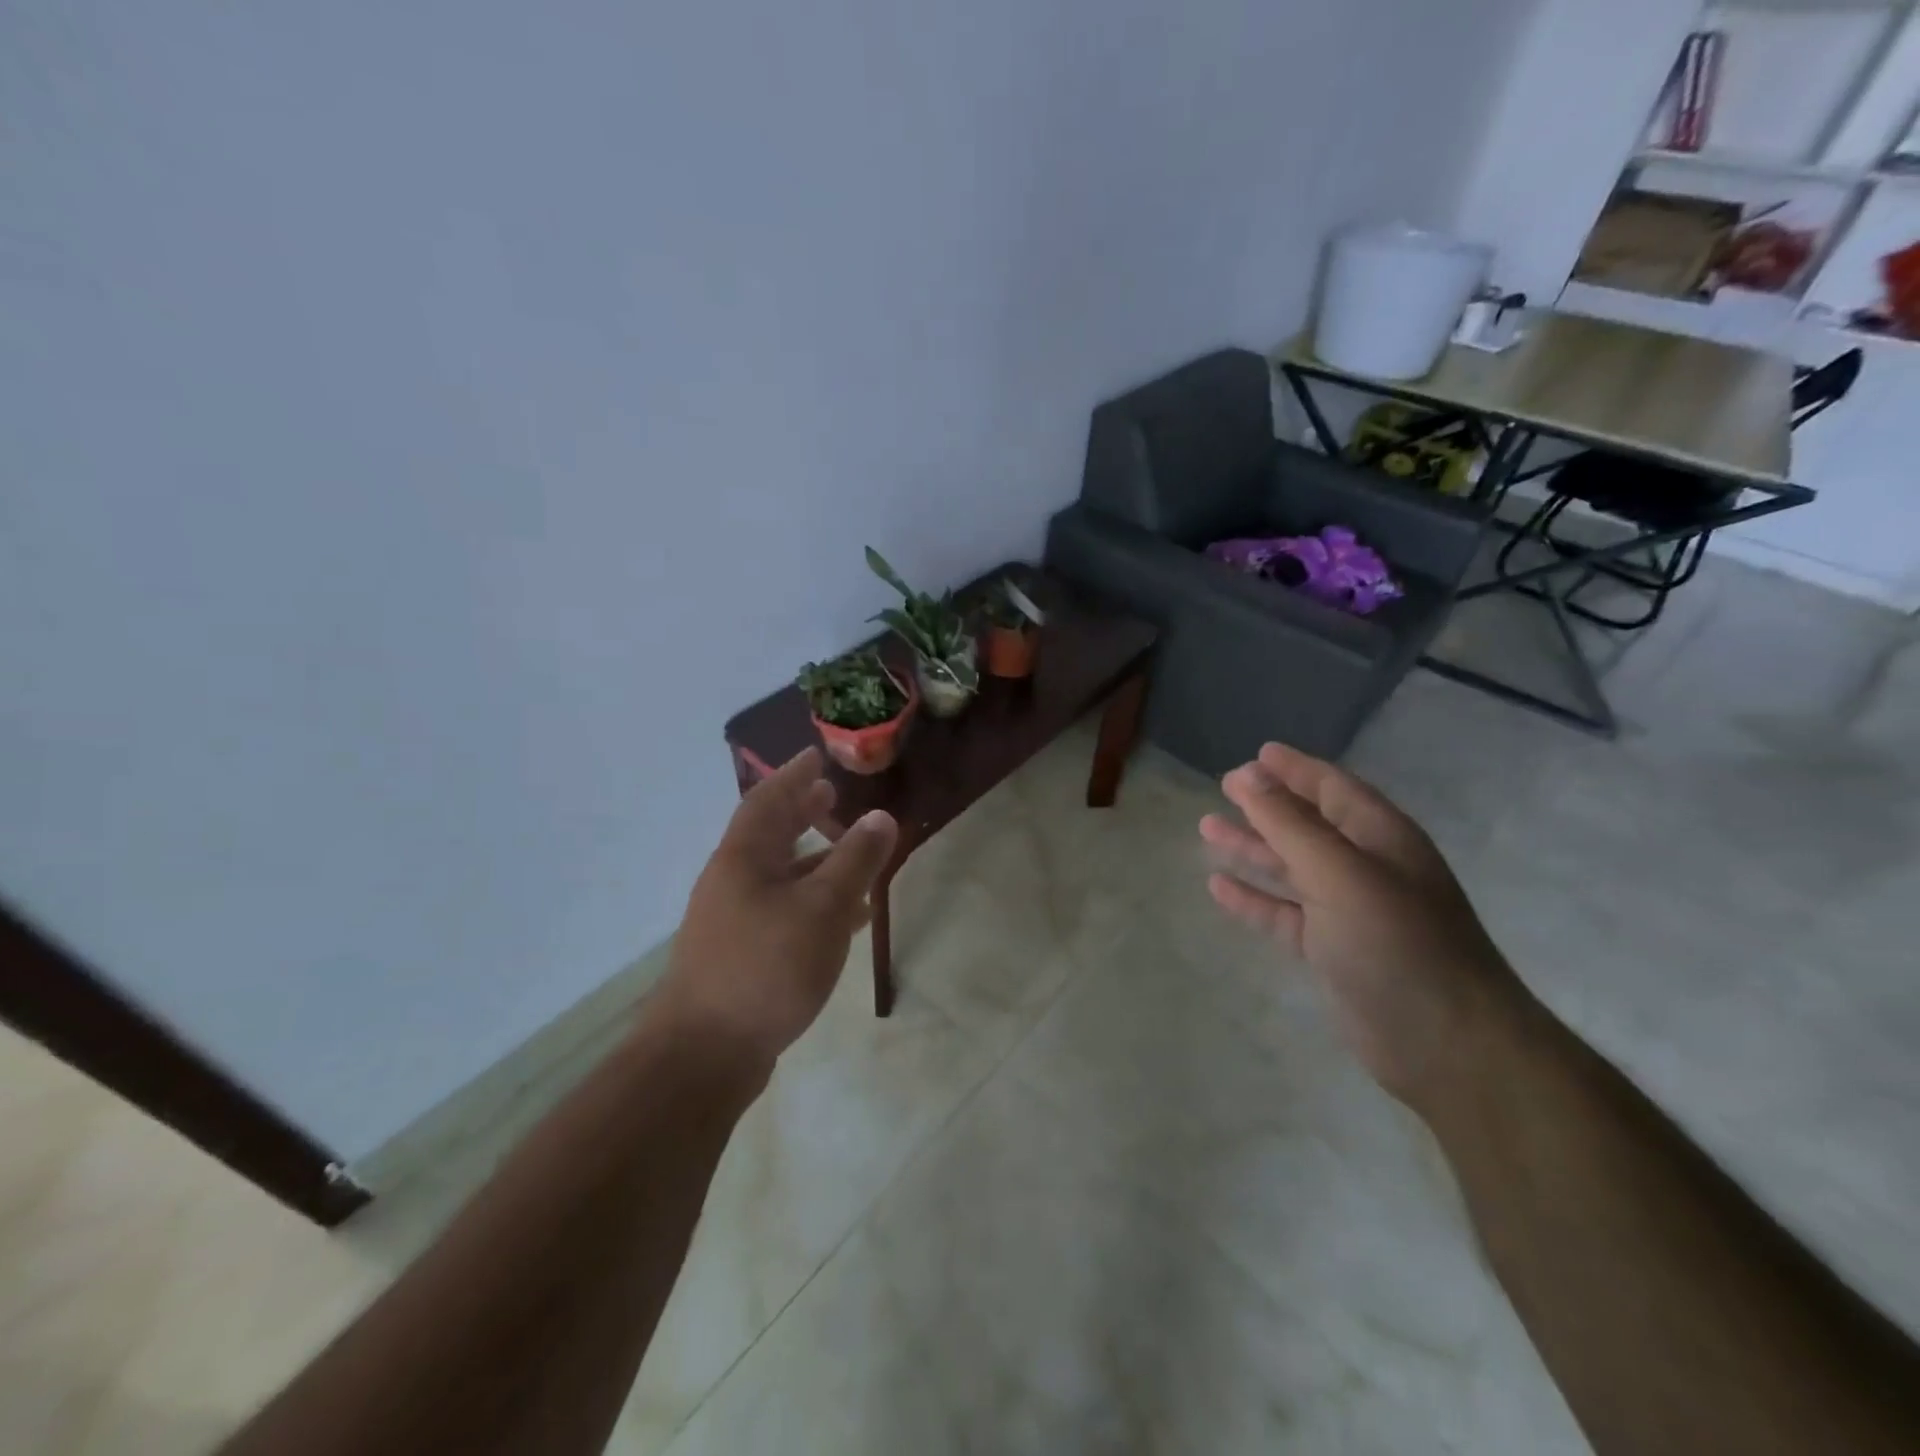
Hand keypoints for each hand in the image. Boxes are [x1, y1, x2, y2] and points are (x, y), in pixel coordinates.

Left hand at [654, 749, 898, 1070]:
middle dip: (800, 813)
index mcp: (743, 858)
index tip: (816, 756)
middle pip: (769, 835)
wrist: (705, 1054)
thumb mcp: (823, 908)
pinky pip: (782, 910)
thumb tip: (881, 816)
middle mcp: (732, 881)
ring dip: (813, 860)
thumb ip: (855, 860)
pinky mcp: (741, 954)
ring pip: (778, 875)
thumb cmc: (766, 966)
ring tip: (850, 854)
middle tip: (830, 796)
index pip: (768, 800)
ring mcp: (732, 920)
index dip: (793, 775)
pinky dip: (812, 901)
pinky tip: (842, 919)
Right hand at [1200, 742, 1528, 1112]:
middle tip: (1223, 788)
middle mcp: (1366, 868)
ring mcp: (1348, 911)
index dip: (1295, 769)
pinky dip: (1253, 898)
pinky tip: (1218, 887)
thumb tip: (1248, 776)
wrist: (1447, 1045)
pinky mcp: (1331, 951)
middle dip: (1267, 805)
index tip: (1256, 754)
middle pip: (1307, 824)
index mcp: (1381, 838)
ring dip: (1252, 847)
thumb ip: (1289, 824)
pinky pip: (1283, 913)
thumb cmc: (1397, 943)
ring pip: (1290, 868)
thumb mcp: (1339, 872)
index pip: (1333, 788)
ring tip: (1207, 828)